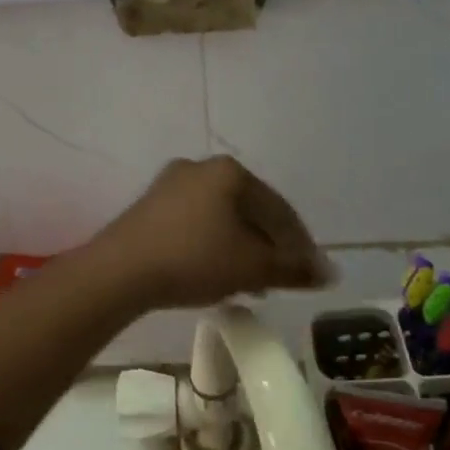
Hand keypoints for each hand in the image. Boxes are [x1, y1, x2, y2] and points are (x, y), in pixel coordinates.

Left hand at [87, 156, 331, 309]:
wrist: (120, 271)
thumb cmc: (194, 259)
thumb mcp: (251, 267)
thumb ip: (292, 268)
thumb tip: (330, 273)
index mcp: (230, 172)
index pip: (279, 209)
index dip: (300, 244)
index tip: (311, 274)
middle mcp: (199, 167)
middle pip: (249, 210)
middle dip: (268, 246)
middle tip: (281, 278)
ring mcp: (169, 185)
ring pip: (220, 218)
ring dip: (241, 248)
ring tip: (251, 282)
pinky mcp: (148, 207)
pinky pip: (194, 224)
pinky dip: (213, 245)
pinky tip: (216, 272)